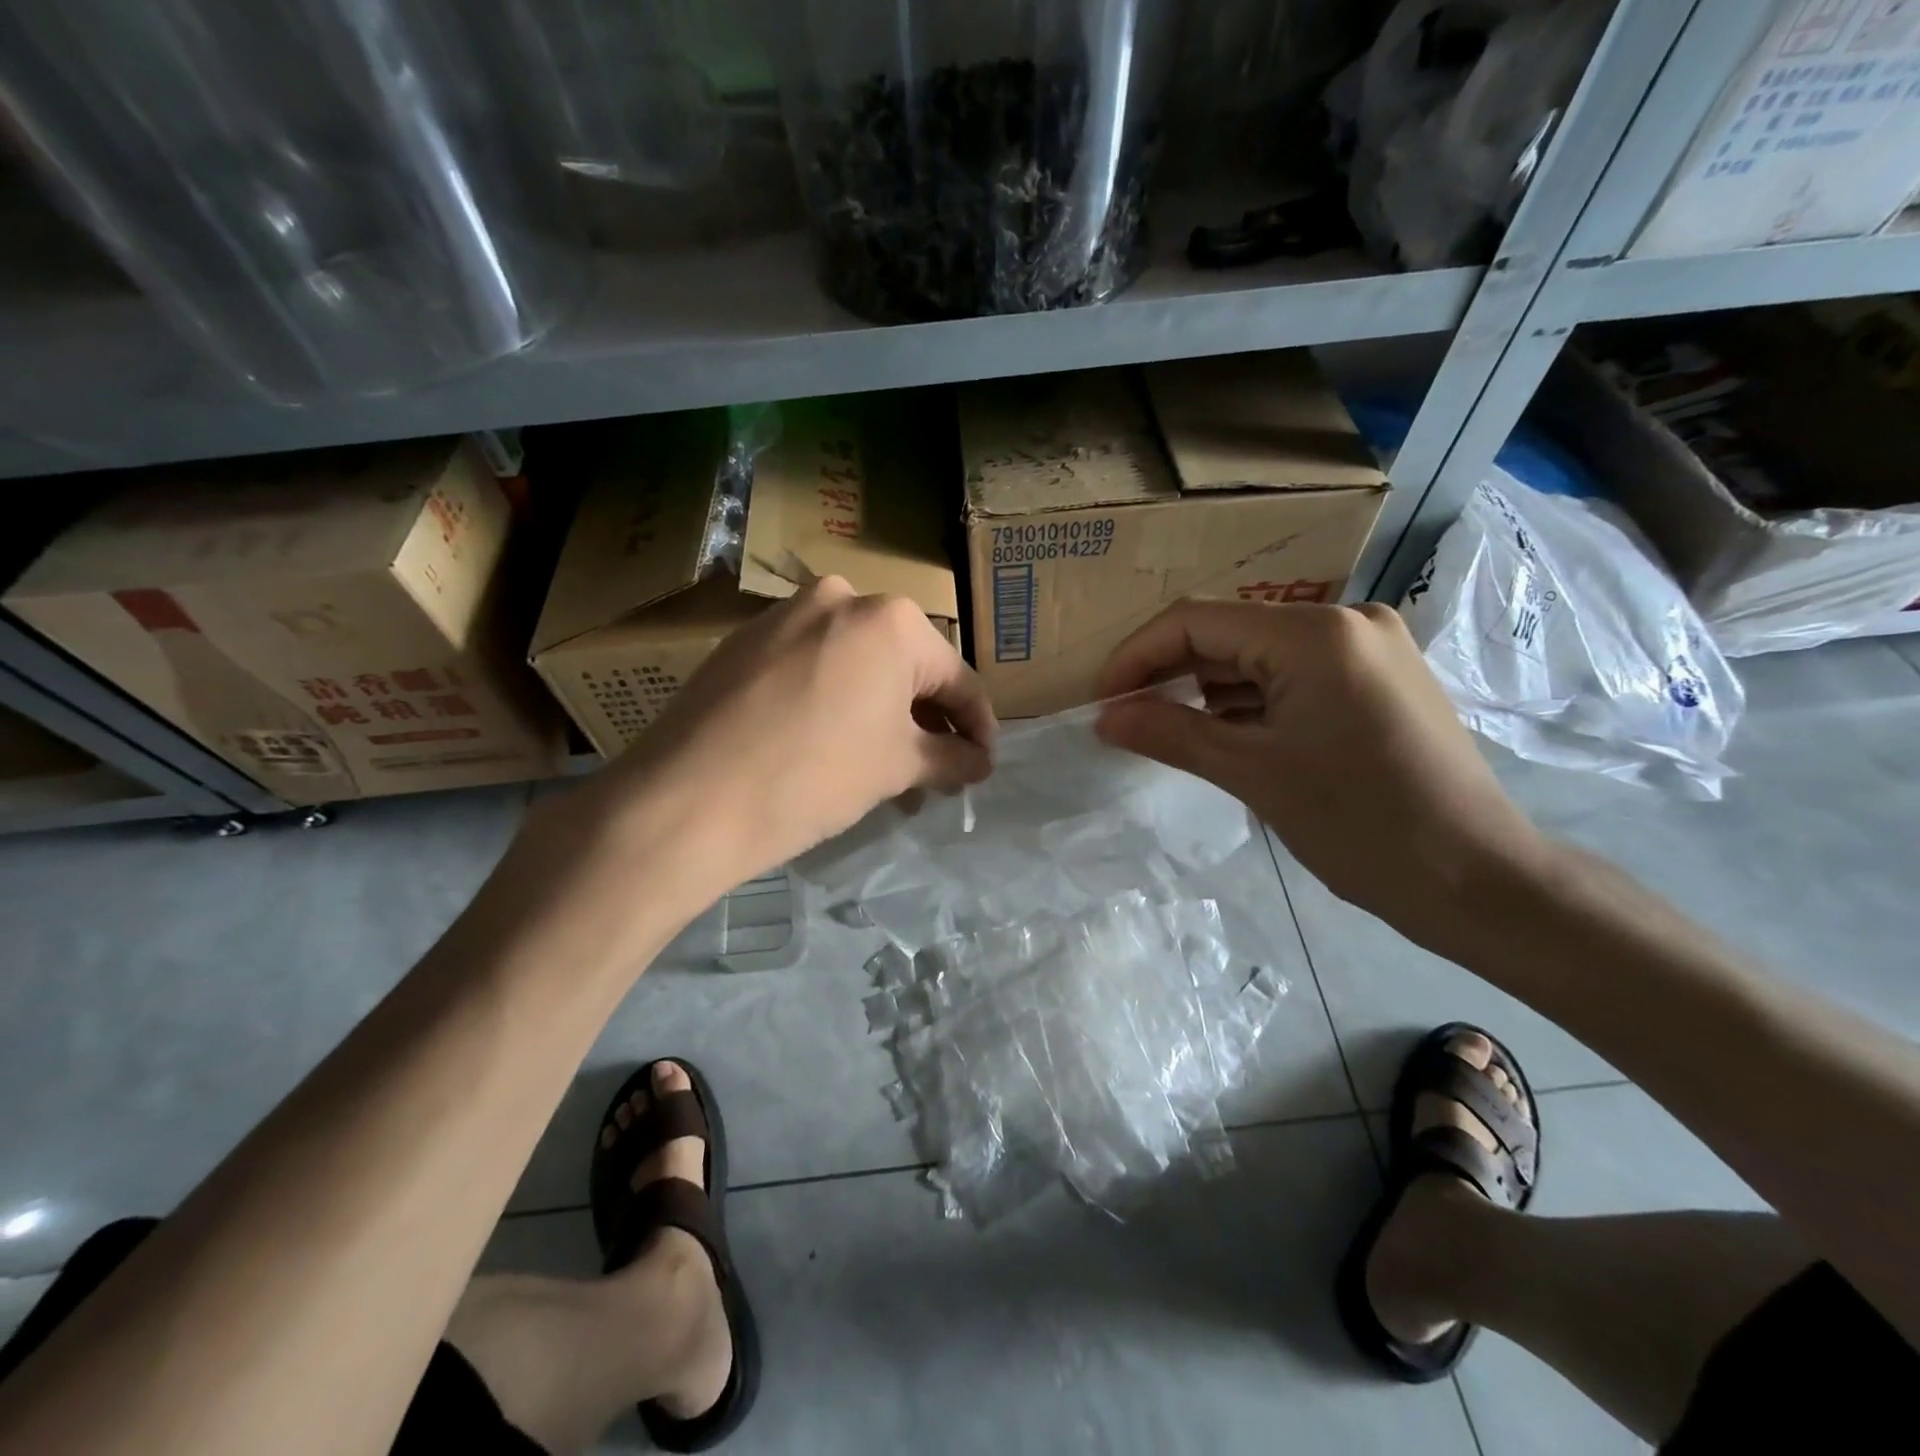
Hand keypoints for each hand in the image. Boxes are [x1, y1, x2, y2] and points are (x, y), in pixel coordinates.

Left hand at [557, 577, 994, 902]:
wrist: (688, 799)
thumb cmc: (815, 775)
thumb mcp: (897, 767)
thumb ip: (952, 758)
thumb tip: (981, 762)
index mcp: (891, 619)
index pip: (956, 678)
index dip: (977, 728)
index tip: (983, 765)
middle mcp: (841, 597)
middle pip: (903, 667)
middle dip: (924, 722)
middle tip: (932, 773)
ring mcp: (785, 614)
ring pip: (855, 666)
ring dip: (878, 713)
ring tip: (882, 769)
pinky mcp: (744, 640)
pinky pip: (810, 666)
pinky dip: (833, 701)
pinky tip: (827, 744)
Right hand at [1095, 600, 1551, 953]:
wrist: (1477, 880)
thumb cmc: (1361, 824)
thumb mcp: (1253, 774)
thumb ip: (1170, 734)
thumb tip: (1105, 718)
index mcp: (1314, 633)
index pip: (1197, 620)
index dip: (1138, 656)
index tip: (1102, 701)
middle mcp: (1345, 621)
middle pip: (1229, 633)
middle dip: (1172, 674)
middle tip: (1129, 720)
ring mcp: (1369, 648)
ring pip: (1260, 655)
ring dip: (1211, 690)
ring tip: (1175, 734)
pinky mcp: (1379, 678)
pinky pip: (1293, 674)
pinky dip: (1252, 701)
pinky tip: (1230, 736)